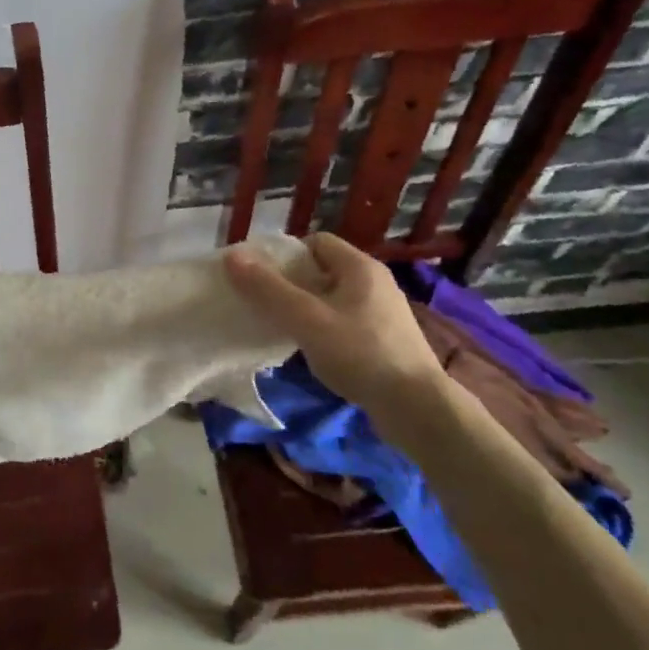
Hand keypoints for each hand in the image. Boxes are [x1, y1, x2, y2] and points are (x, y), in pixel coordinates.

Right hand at [223, 234, 448, 450]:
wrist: (417, 408)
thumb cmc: (360, 353)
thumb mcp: (306, 319)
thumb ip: (267, 289)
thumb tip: (231, 257)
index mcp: (360, 267)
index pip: (315, 242)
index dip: (285, 255)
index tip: (261, 278)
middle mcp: (375, 282)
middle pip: (322, 270)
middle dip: (291, 284)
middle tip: (265, 304)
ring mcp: (383, 312)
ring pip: (332, 298)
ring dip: (306, 309)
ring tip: (283, 329)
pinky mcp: (386, 340)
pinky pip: (344, 322)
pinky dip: (323, 329)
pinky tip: (311, 350)